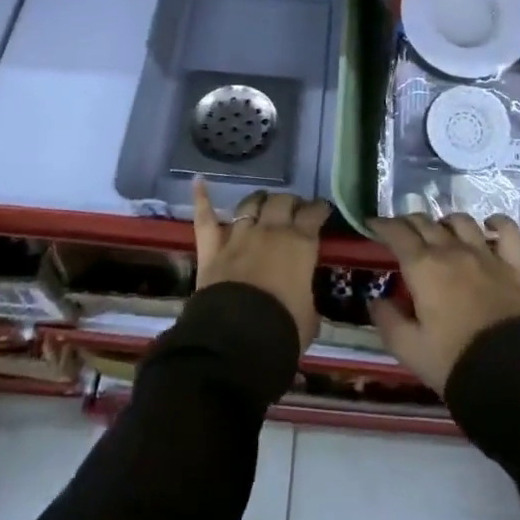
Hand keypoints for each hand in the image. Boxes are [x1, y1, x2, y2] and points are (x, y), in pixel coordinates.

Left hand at [191, 178, 329, 350]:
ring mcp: (239, 236)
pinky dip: (202, 198)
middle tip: (294, 209)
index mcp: (300, 244)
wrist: (239, 337)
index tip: (321, 210)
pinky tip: (199, 182)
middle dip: (290, 202)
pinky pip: (205, 219)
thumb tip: (304, 298)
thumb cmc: (283, 328)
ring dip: (259, 200)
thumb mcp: (310, 316)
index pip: (313, 214)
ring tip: (263, 201)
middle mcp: (271, 231)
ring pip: (249, 205)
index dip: (319, 209)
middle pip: (282, 202)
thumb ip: (307, 297)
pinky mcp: (212, 248)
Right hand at [367, 214, 519, 393]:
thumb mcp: (408, 348)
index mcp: (423, 267)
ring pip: (461, 221)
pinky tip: (488, 225)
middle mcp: (451, 251)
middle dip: (408, 222)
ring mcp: (484, 255)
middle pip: (425, 223)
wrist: (509, 373)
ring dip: (444, 221)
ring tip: (439, 231)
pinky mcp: (512, 265)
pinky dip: (497, 222)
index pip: (397, 233)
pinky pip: (507, 231)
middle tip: (399, 230)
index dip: (382, 225)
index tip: (372, 224)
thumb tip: (375, 300)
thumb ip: (387, 321)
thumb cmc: (452, 360)